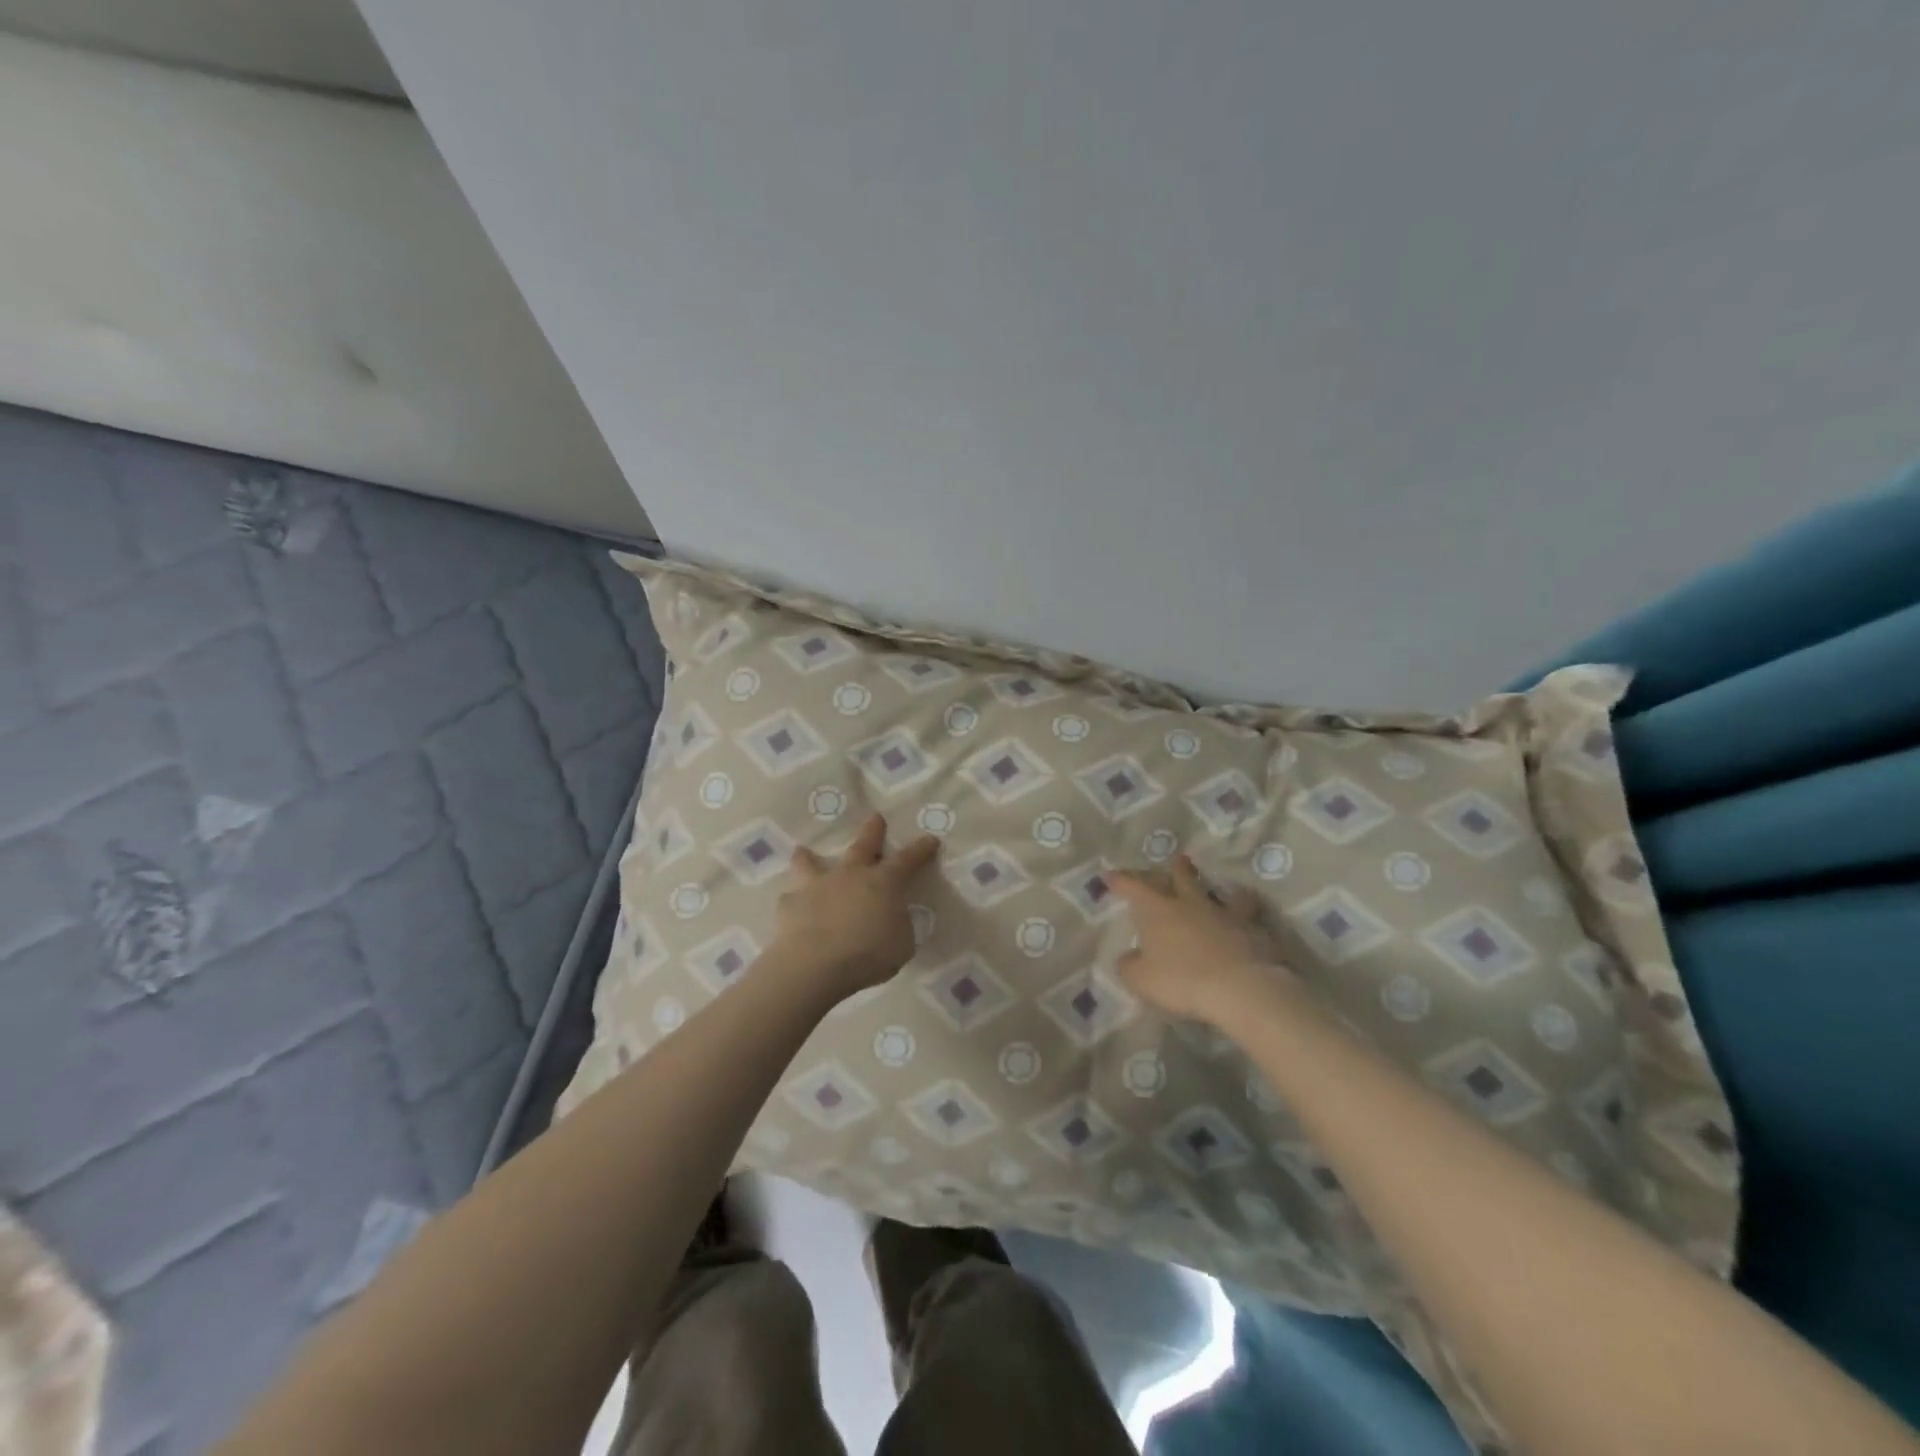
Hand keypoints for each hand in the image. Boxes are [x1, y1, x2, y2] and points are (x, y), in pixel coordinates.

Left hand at [774, 814, 940, 1000]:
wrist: (815, 966)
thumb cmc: (868, 955)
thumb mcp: (902, 944)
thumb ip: (898, 925)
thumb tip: (893, 917)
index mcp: (883, 883)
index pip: (908, 860)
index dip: (921, 849)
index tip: (930, 839)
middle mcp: (850, 875)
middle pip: (863, 846)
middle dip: (872, 831)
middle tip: (875, 817)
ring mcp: (817, 886)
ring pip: (811, 863)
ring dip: (808, 857)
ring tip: (802, 851)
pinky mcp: (790, 904)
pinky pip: (791, 897)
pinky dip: (794, 899)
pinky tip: (792, 905)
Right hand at [1108, 854, 1294, 1023]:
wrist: (1241, 987)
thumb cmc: (1182, 980)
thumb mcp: (1141, 979)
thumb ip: (1130, 966)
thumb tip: (1129, 957)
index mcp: (1157, 910)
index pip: (1133, 887)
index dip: (1120, 880)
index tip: (1109, 874)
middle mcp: (1189, 904)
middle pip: (1181, 878)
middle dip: (1176, 869)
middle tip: (1178, 859)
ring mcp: (1224, 913)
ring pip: (1218, 893)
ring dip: (1217, 888)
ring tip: (1225, 887)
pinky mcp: (1252, 929)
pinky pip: (1249, 914)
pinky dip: (1247, 912)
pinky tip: (1251, 916)